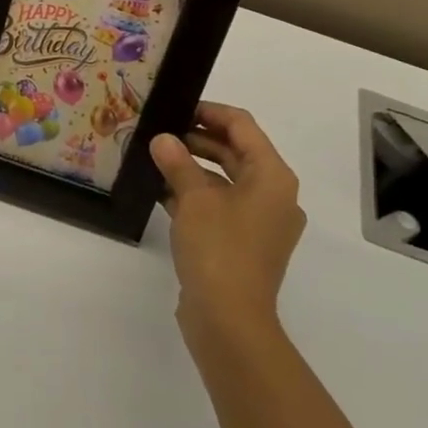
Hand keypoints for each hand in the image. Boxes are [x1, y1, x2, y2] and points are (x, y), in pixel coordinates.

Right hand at [149, 103, 305, 370]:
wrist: (230, 320)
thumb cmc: (219, 249)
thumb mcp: (194, 199)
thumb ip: (177, 163)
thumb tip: (163, 139)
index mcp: (273, 177)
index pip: (242, 126)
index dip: (209, 111)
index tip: (176, 107)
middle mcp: (273, 195)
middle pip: (235, 152)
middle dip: (197, 139)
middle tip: (159, 131)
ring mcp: (260, 223)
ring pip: (225, 180)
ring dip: (192, 168)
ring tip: (154, 157)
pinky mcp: (243, 244)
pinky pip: (219, 206)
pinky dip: (194, 195)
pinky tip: (160, 191)